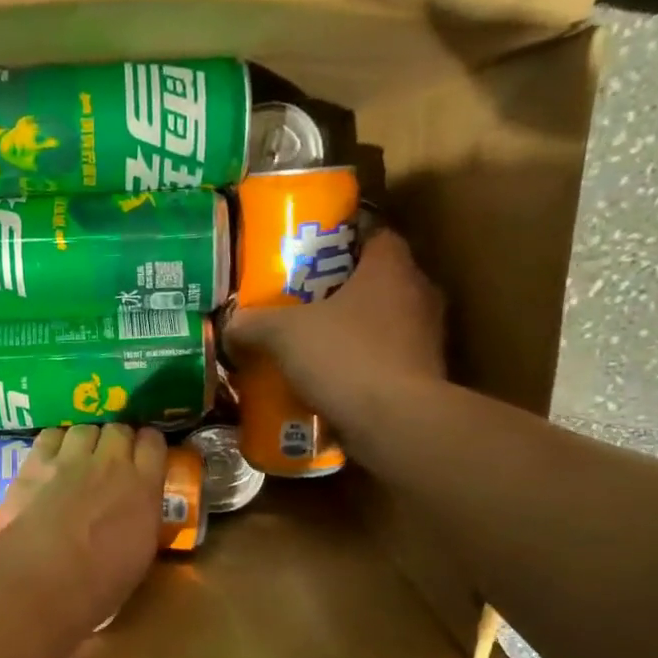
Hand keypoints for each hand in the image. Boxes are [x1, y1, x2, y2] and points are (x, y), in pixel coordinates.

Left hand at [0, 424, 167, 638]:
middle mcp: (111, 464)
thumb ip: (141, 521)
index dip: (148, 445)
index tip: (144, 454)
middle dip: (117, 440)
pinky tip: (51, 457)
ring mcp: (72, 460)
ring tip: (79, 456)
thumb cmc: (97, 587)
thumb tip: (135, 515)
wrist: (41, 583)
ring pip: (85, 428)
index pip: (154, 443)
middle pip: (119, 429)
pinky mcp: (36, 463)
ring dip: (86, 439)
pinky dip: (55, 442)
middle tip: (110, 458)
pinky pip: (51, 435)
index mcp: (144, 489)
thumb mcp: (139, 556)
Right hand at [224, 228, 447, 444]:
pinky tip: (329, 381)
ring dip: (353, 331)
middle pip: (378, 280)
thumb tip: (230, 325)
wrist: (395, 423)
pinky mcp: (424, 377)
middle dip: (342, 289)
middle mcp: (418, 294)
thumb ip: (254, 323)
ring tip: (312, 343)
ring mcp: (426, 338)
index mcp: (392, 267)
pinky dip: (362, 367)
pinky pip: (386, 361)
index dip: (343, 240)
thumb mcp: (283, 334)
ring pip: (383, 322)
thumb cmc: (345, 357)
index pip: (375, 234)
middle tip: (302, 301)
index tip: (312, 255)